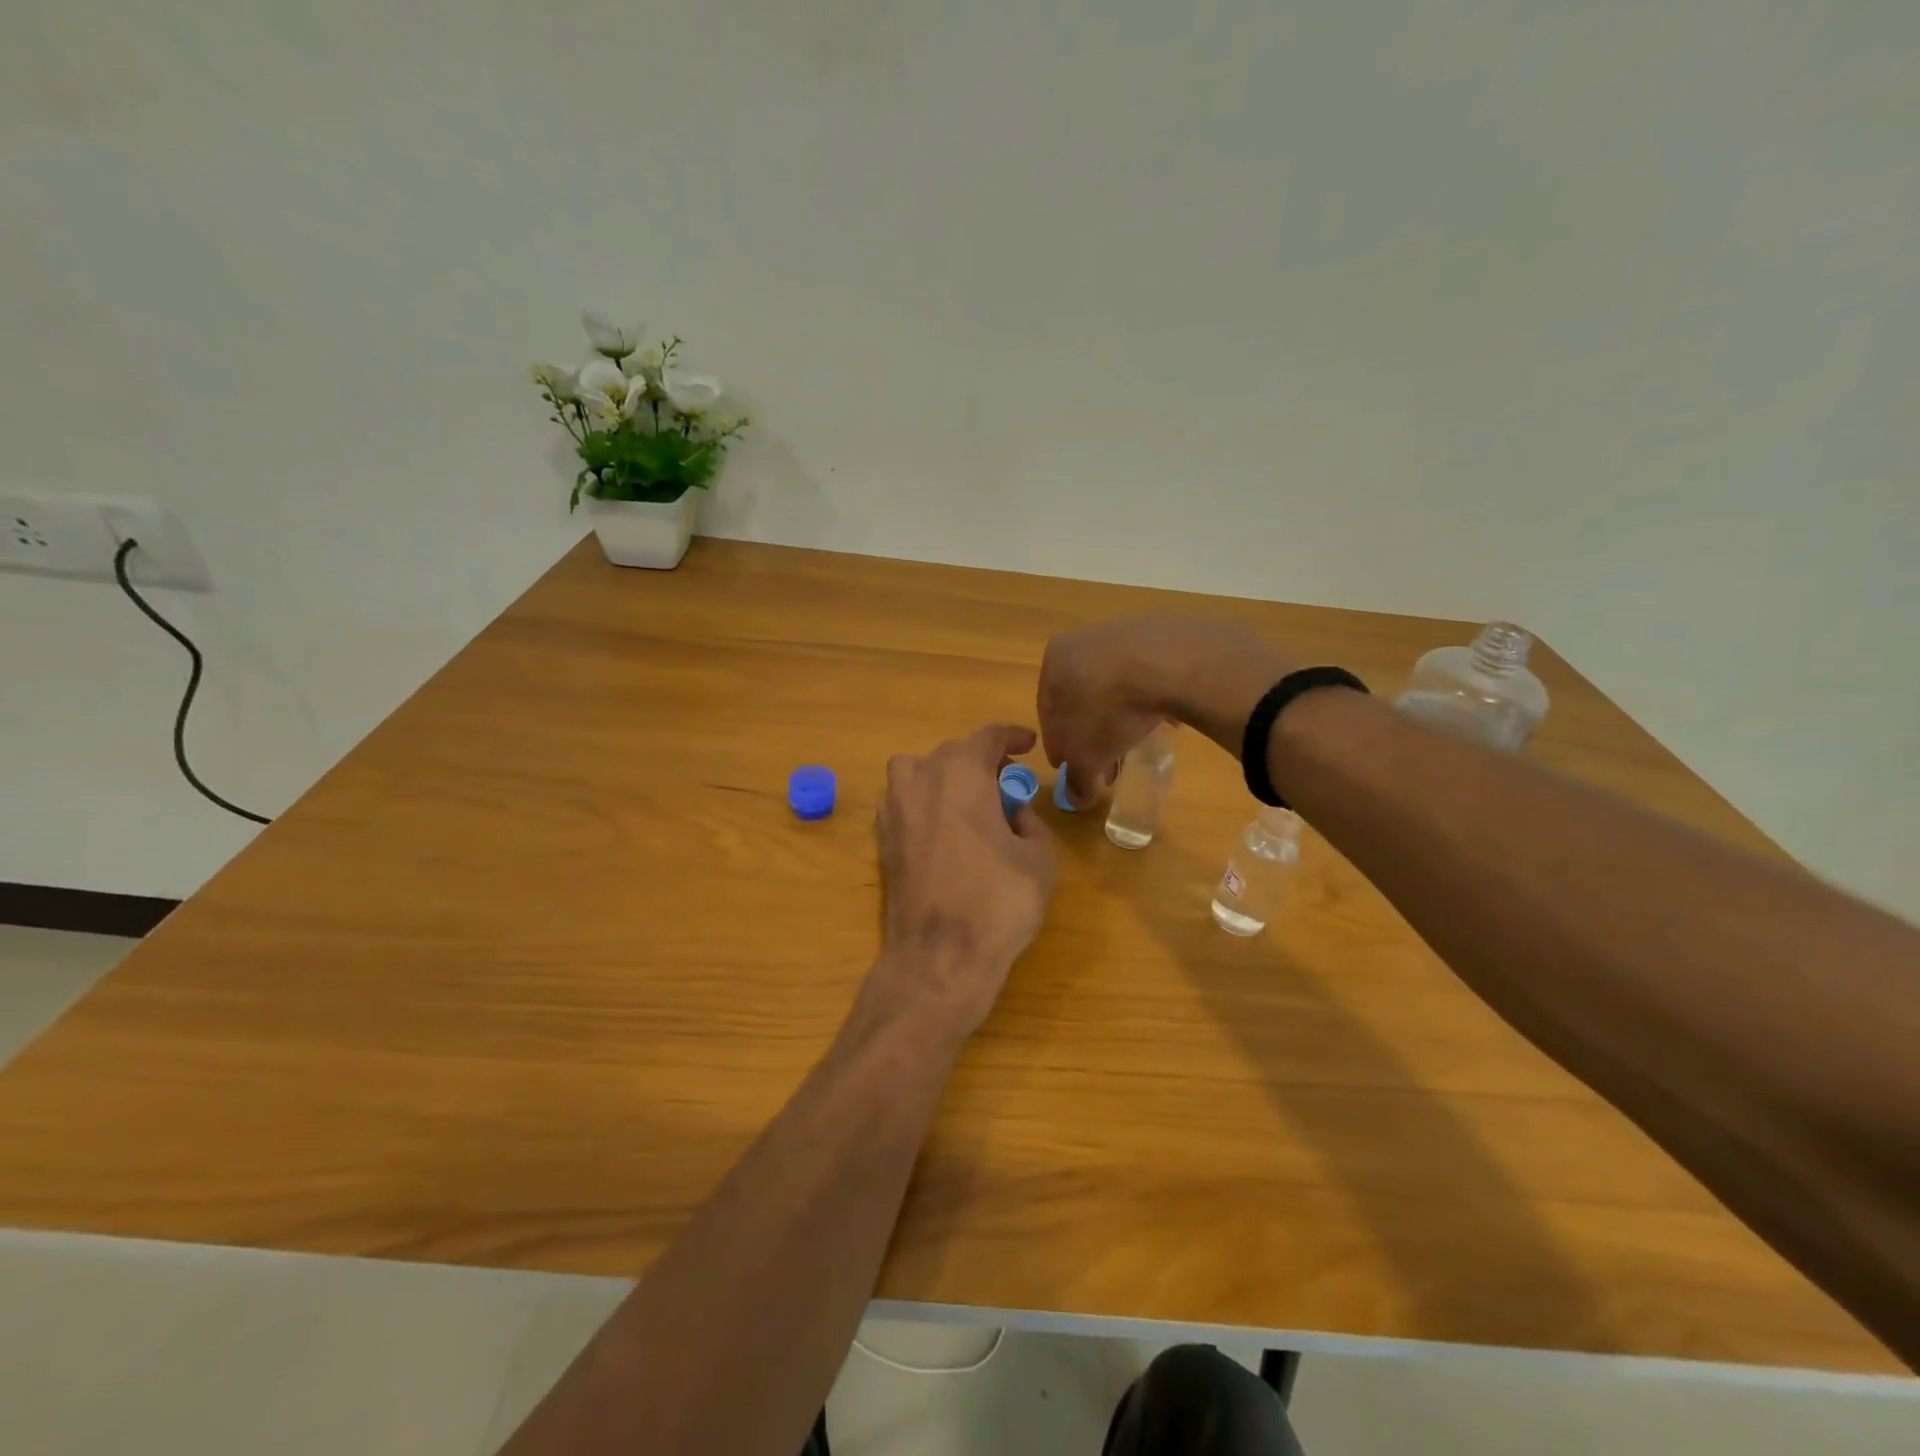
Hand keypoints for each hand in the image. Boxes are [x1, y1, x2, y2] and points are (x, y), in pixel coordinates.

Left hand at [871, 724, 1057, 1040]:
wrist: (939, 956)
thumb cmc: (998, 902)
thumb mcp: (1039, 858)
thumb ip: (1030, 822)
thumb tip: (1014, 811)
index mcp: (962, 773)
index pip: (988, 736)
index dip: (1012, 736)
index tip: (1028, 744)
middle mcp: (921, 779)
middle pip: (952, 752)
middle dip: (981, 761)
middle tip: (1006, 783)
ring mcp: (894, 808)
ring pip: (917, 770)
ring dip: (944, 775)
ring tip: (968, 802)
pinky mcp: (882, 838)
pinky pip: (903, 801)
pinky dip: (923, 802)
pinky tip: (943, 828)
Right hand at [1038, 617, 1292, 804]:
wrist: (1167, 664)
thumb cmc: (1107, 710)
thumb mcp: (1086, 757)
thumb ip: (1077, 779)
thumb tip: (1076, 798)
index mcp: (1053, 662)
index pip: (1048, 714)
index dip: (1061, 747)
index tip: (1074, 769)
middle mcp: (1081, 642)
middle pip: (1081, 698)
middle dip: (1091, 734)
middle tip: (1107, 764)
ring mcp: (1121, 633)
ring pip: (1112, 687)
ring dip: (1118, 717)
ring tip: (1136, 743)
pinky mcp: (1158, 634)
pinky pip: (1144, 676)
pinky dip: (1145, 699)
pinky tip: (1158, 717)